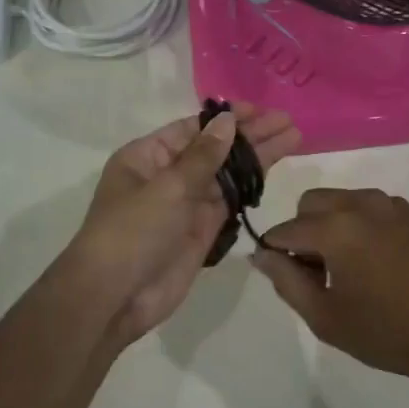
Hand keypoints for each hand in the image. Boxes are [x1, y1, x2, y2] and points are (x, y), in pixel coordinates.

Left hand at [69, 105, 300, 344]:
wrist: (115, 297)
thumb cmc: (133, 231)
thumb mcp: (167, 187)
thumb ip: (204, 156)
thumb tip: (227, 121)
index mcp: (146, 156)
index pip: (192, 128)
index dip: (227, 118)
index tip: (260, 110)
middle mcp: (166, 175)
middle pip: (214, 148)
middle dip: (250, 135)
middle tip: (287, 121)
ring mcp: (186, 203)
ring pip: (226, 173)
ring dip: (257, 157)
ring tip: (294, 138)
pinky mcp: (202, 229)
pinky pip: (229, 200)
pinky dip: (250, 185)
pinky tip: (273, 169)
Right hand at [251, 188, 408, 383]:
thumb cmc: (387, 331)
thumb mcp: (326, 318)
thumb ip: (286, 281)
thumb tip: (262, 254)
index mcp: (335, 227)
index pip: (286, 230)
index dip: (276, 253)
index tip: (286, 277)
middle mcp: (363, 203)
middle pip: (313, 202)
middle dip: (304, 230)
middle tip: (319, 271)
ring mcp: (395, 205)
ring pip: (347, 201)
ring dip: (337, 225)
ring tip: (353, 268)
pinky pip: (379, 209)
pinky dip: (369, 227)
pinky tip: (385, 263)